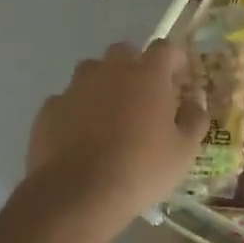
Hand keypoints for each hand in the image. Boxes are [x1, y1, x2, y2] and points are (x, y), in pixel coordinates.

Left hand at [24, 41, 208, 235]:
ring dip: (103, 85)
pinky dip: (76, 111)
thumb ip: (194, 121)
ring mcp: (75, 87)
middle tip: (143, 96)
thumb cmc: (141, 169)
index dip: (174, 59)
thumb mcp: (183, 152)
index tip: (179, 77)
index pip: (165, 48)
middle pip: (124, 52)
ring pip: (92, 72)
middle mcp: (110, 71)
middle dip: (135, 66)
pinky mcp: (49, 109)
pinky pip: (67, 100)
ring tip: (110, 116)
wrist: (78, 194)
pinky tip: (80, 137)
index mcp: (147, 75)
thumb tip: (194, 105)